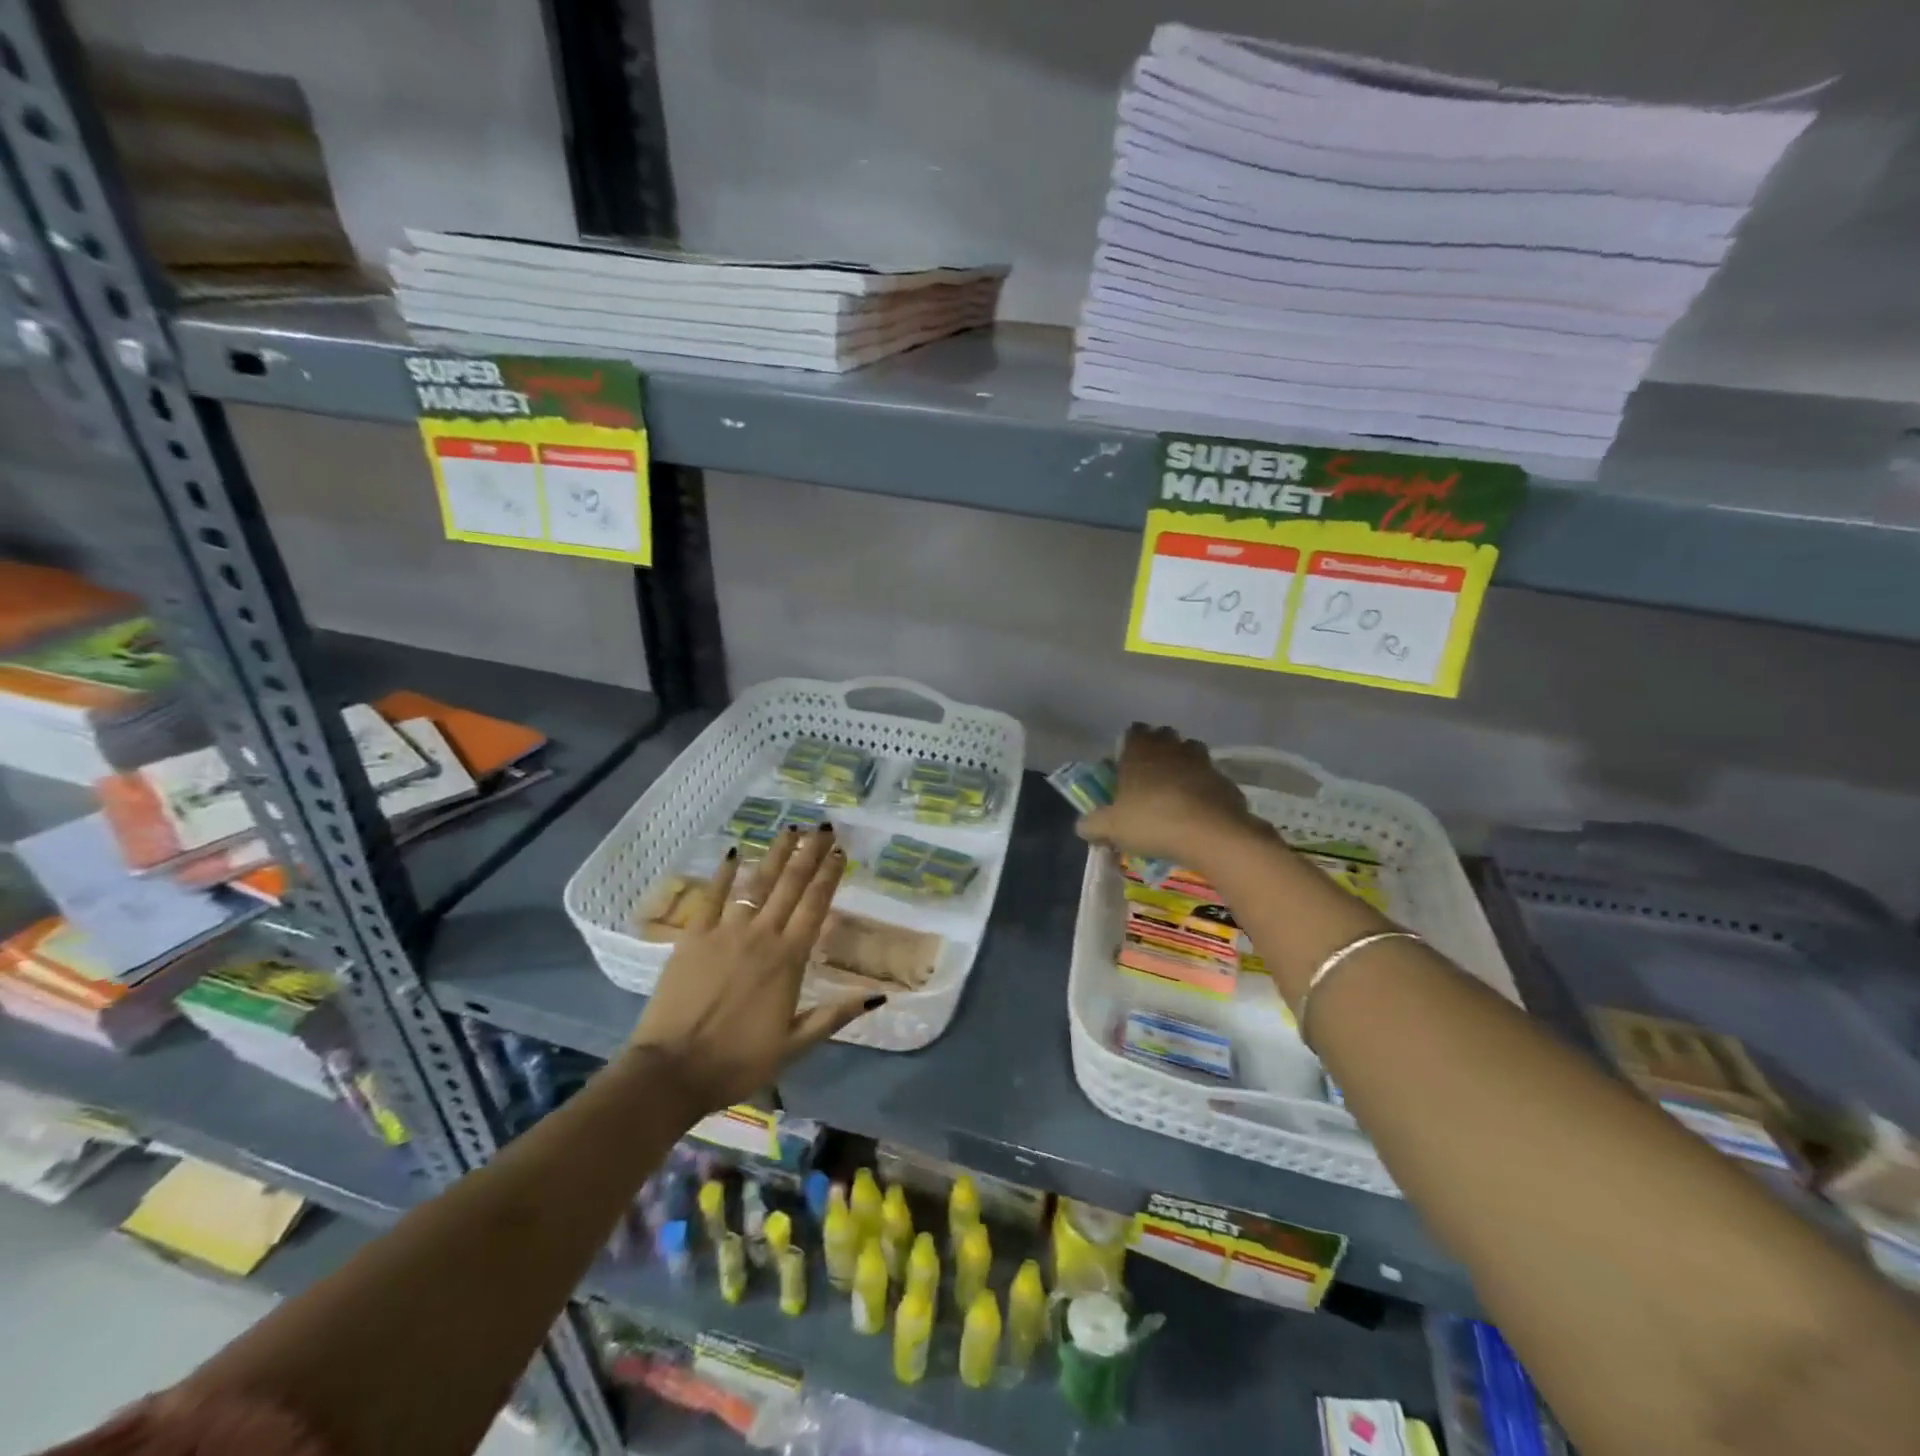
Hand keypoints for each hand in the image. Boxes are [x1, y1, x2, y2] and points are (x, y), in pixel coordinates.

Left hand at [628, 826, 880, 1114]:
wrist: (672, 1072)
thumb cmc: (738, 1061)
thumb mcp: (795, 1045)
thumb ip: (835, 1016)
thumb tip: (878, 997)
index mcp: (788, 960)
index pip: (815, 906)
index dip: (829, 876)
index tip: (840, 851)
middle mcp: (761, 936)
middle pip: (790, 886)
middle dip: (808, 854)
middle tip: (822, 827)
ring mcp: (724, 933)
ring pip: (756, 884)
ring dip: (774, 855)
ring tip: (790, 829)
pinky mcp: (693, 937)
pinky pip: (711, 897)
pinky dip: (723, 873)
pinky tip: (733, 852)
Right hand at [1075, 723, 1268, 868]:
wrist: (1210, 834)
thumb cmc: (1152, 821)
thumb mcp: (1111, 828)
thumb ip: (1092, 825)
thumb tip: (1082, 826)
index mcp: (1140, 750)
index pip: (1134, 730)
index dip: (1130, 743)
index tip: (1125, 762)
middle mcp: (1171, 748)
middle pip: (1164, 736)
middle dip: (1158, 749)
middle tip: (1149, 775)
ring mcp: (1202, 761)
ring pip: (1191, 752)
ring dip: (1183, 764)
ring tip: (1175, 789)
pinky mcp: (1225, 780)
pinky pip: (1210, 778)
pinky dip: (1204, 787)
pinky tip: (1198, 809)